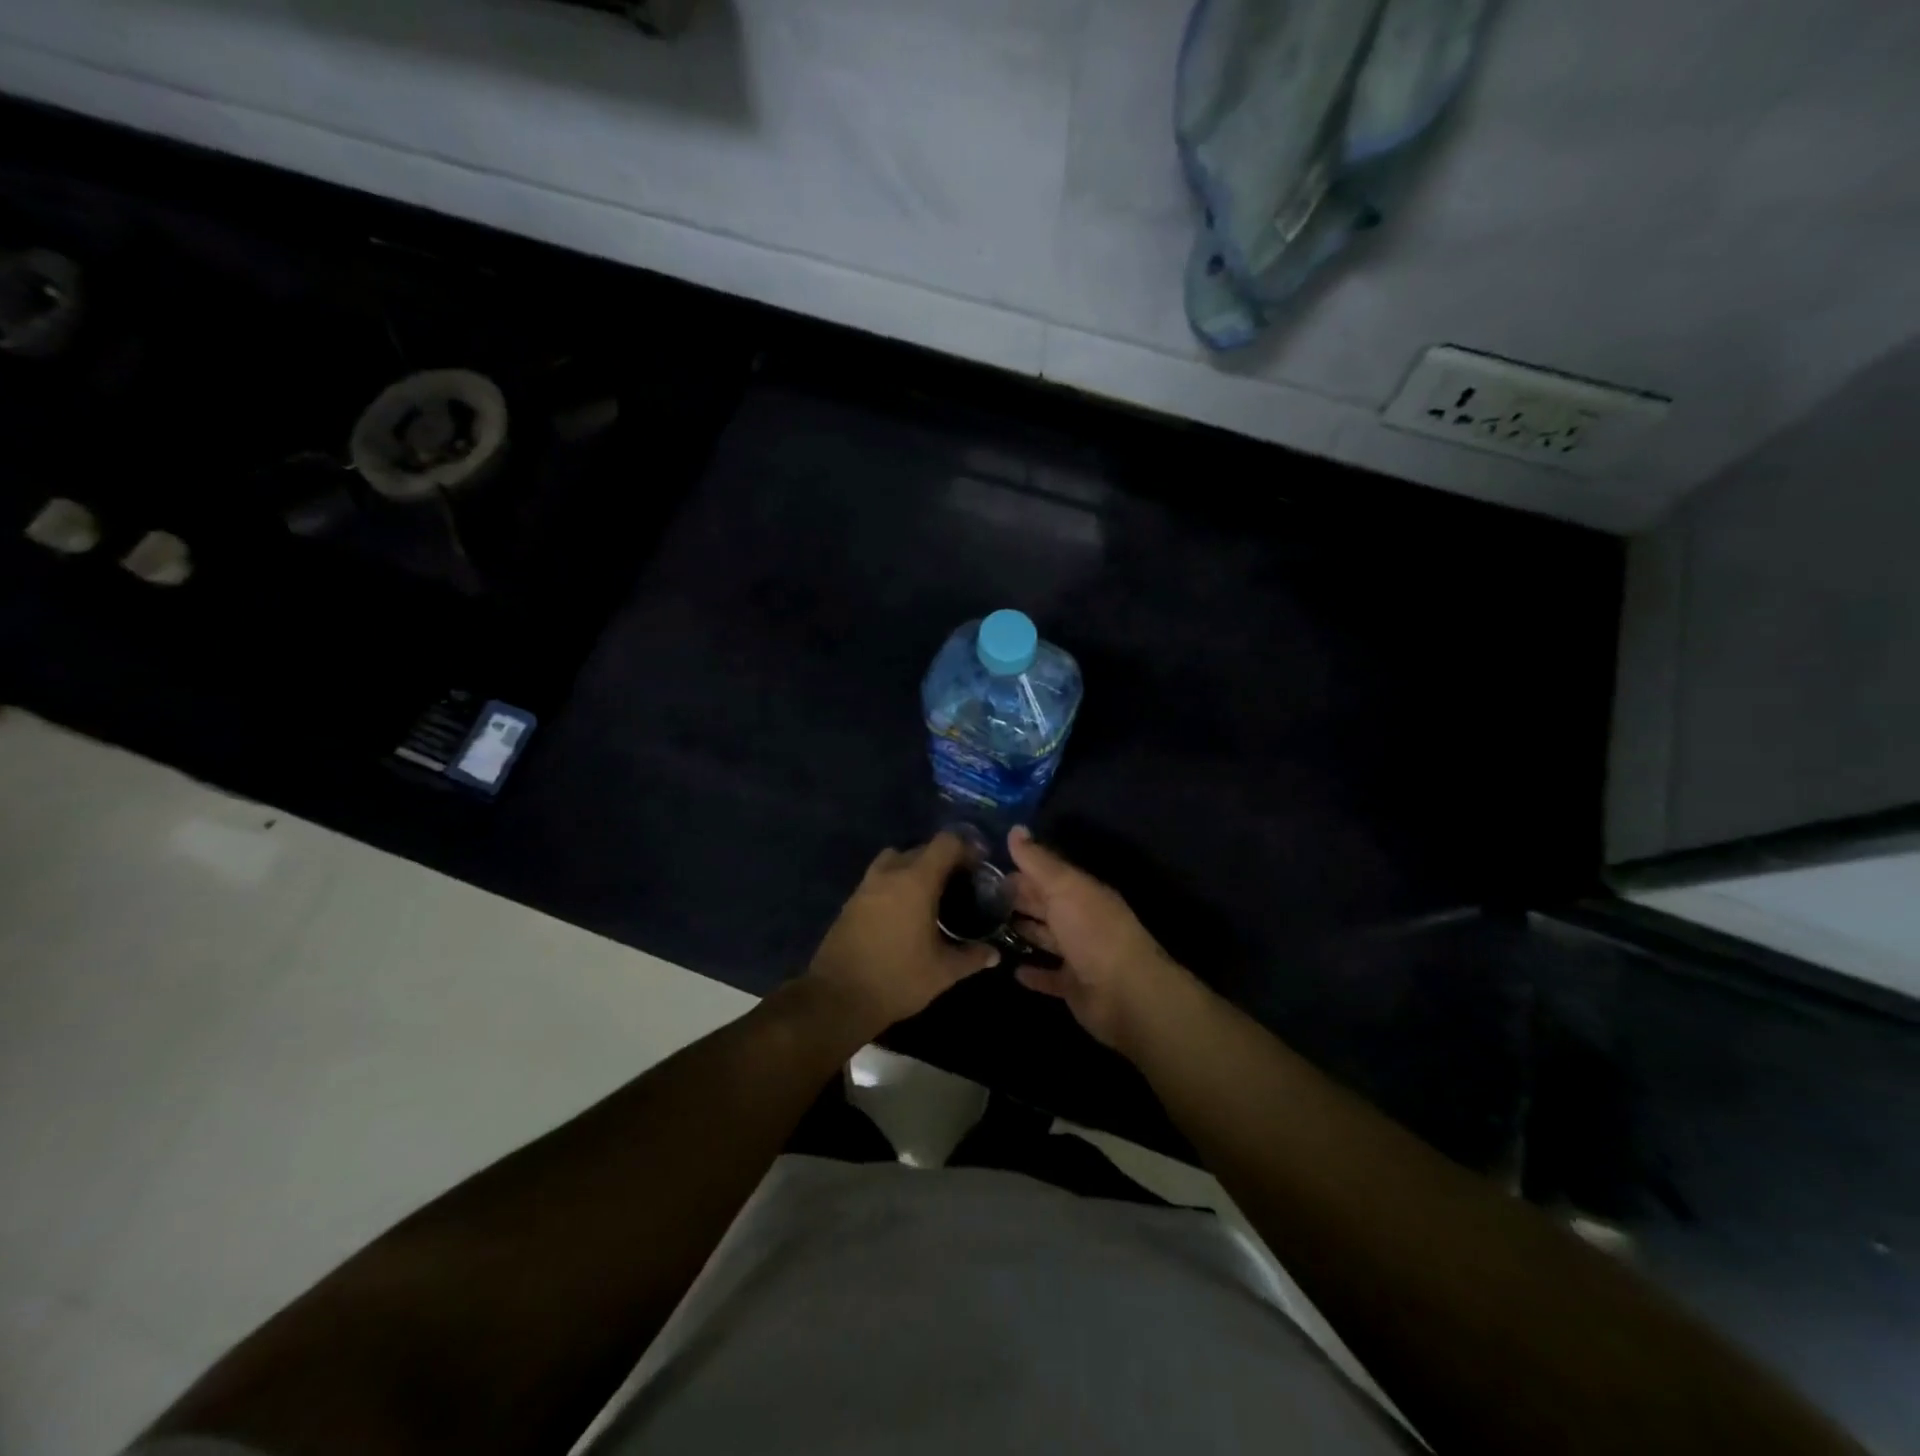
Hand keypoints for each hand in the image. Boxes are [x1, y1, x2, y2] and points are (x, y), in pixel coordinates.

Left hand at [806, 832, 1000, 1035]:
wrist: (838, 998)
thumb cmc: (897, 979)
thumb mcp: (942, 972)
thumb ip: (971, 957)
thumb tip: (994, 953)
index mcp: (916, 881)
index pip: (945, 843)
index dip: (966, 848)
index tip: (979, 866)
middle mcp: (890, 874)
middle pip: (921, 848)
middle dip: (942, 859)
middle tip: (959, 884)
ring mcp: (866, 886)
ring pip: (895, 859)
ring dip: (914, 867)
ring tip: (930, 893)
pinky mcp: (851, 901)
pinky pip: (879, 878)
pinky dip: (894, 883)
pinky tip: (904, 911)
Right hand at [1006, 827, 1192, 1055]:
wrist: (1127, 994)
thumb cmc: (1093, 932)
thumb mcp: (1064, 888)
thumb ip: (1038, 861)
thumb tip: (1015, 828)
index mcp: (1083, 892)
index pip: (1048, 875)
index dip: (1021, 870)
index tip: (988, 868)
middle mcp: (1082, 920)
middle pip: (1046, 905)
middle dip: (1019, 899)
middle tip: (981, 897)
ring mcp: (1079, 955)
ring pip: (1047, 938)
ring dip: (1024, 932)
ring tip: (989, 928)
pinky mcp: (1074, 986)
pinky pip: (1049, 977)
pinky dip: (1034, 973)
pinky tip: (1012, 970)